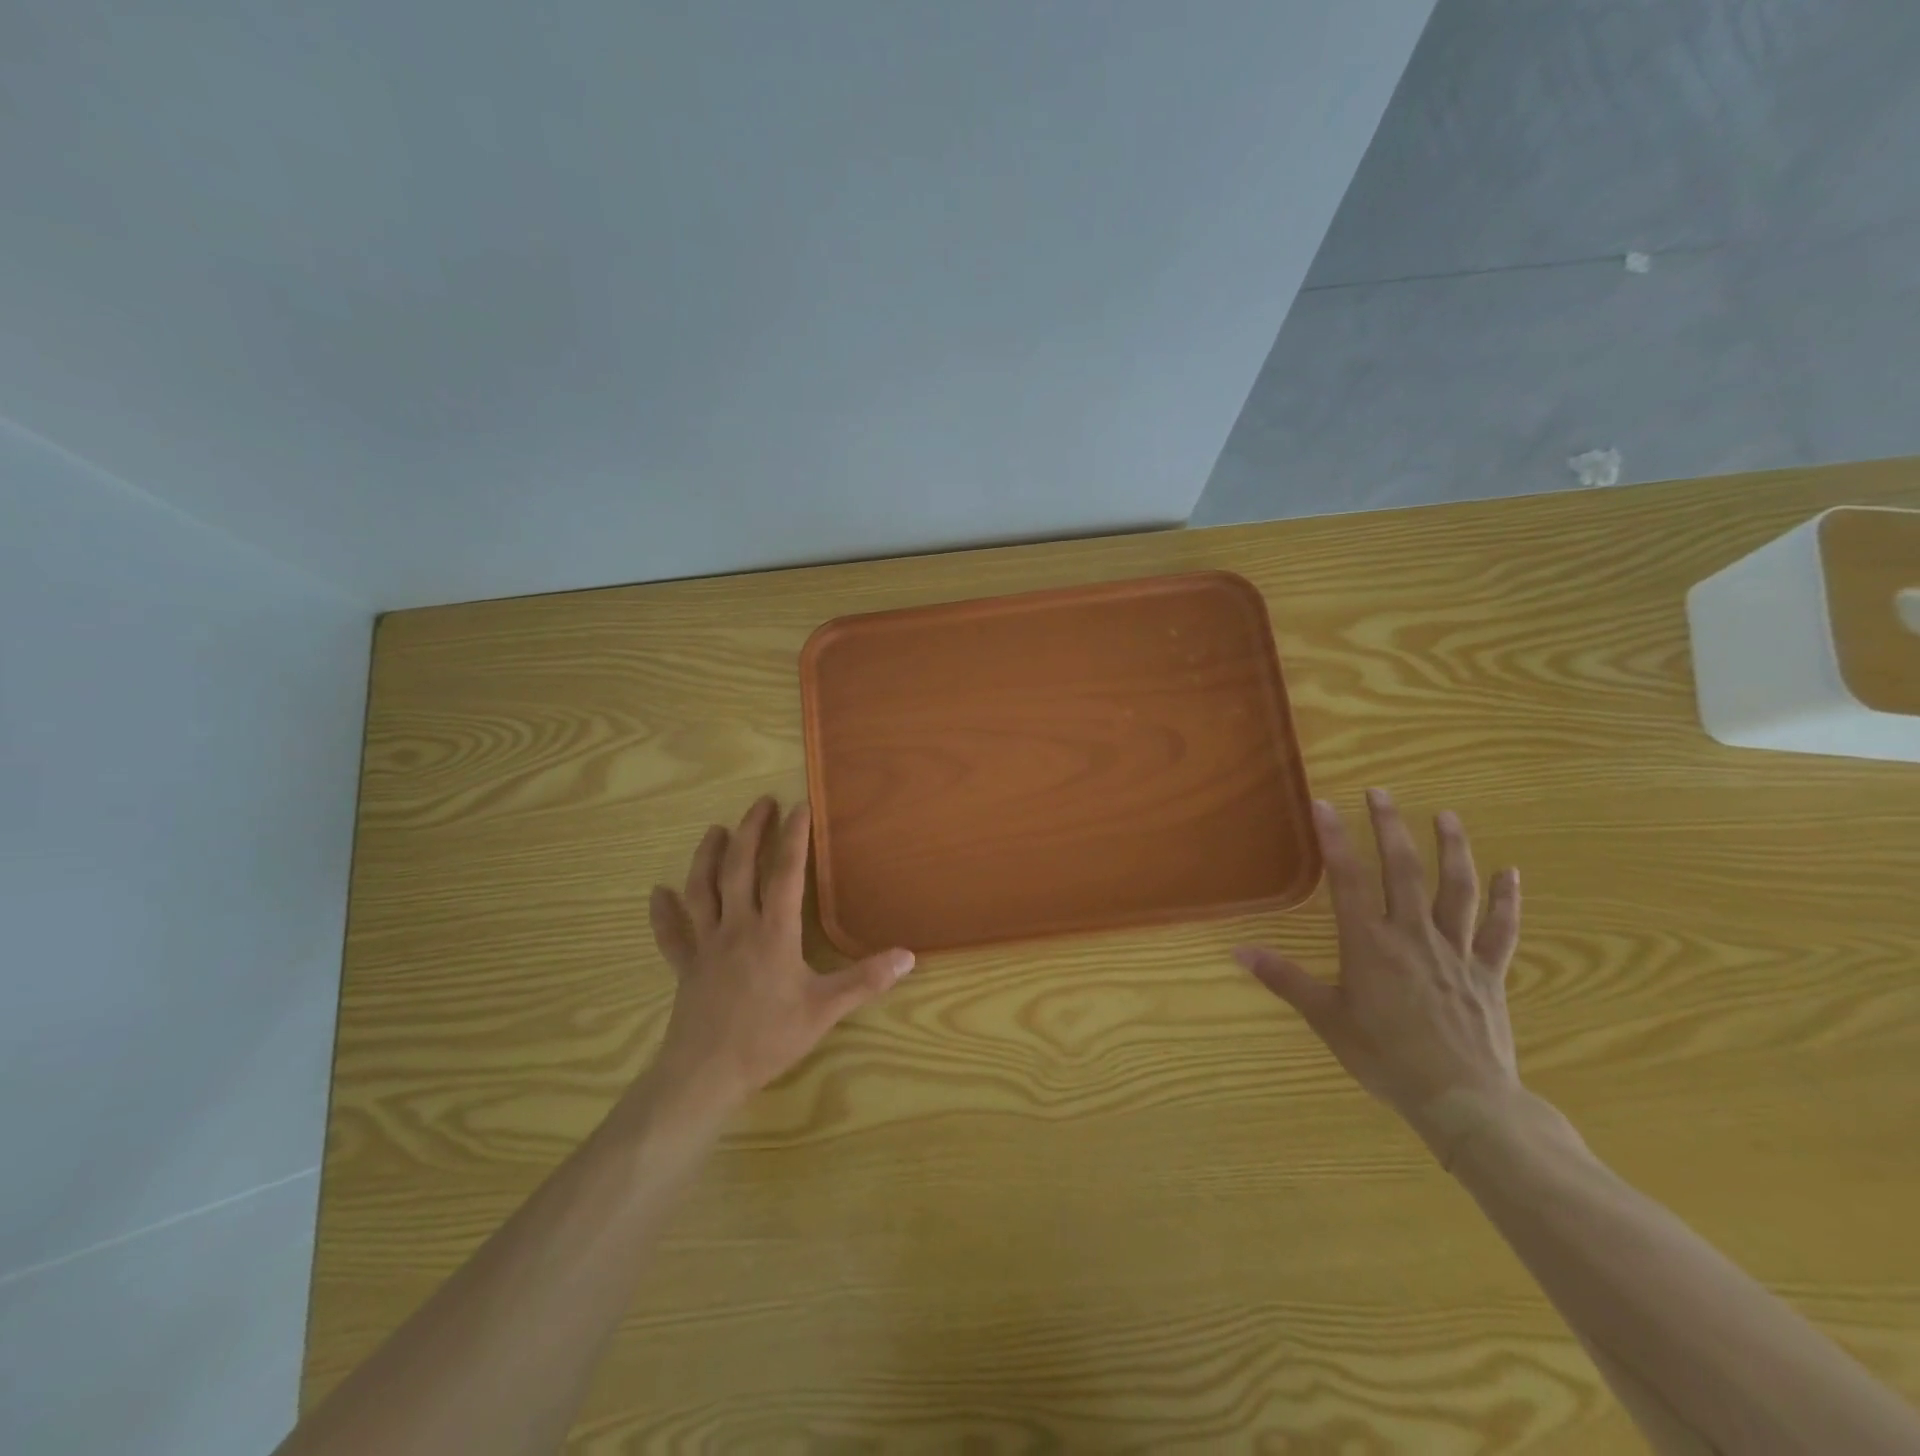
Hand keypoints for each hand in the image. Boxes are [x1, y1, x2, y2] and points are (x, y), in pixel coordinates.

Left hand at [645, 796, 913, 1121]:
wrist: (705, 1075)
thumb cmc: (768, 1038)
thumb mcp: (825, 1010)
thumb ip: (865, 980)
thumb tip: (908, 956)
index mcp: (774, 933)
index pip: (786, 874)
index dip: (794, 837)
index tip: (800, 806)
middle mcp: (737, 928)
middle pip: (740, 869)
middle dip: (751, 832)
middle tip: (761, 803)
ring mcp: (706, 946)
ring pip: (702, 891)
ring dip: (707, 857)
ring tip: (716, 830)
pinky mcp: (686, 967)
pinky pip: (672, 935)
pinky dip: (663, 913)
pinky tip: (657, 894)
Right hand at [1236, 789, 1522, 1156]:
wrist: (1463, 1101)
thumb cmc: (1386, 1057)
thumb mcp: (1326, 1019)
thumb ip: (1285, 980)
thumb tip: (1238, 951)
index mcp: (1370, 944)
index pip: (1348, 879)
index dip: (1335, 839)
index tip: (1324, 804)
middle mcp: (1413, 936)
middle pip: (1403, 870)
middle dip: (1390, 827)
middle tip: (1381, 792)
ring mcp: (1456, 952)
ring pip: (1456, 890)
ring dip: (1451, 849)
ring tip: (1446, 816)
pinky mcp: (1487, 973)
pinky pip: (1499, 930)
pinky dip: (1506, 900)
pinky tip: (1511, 873)